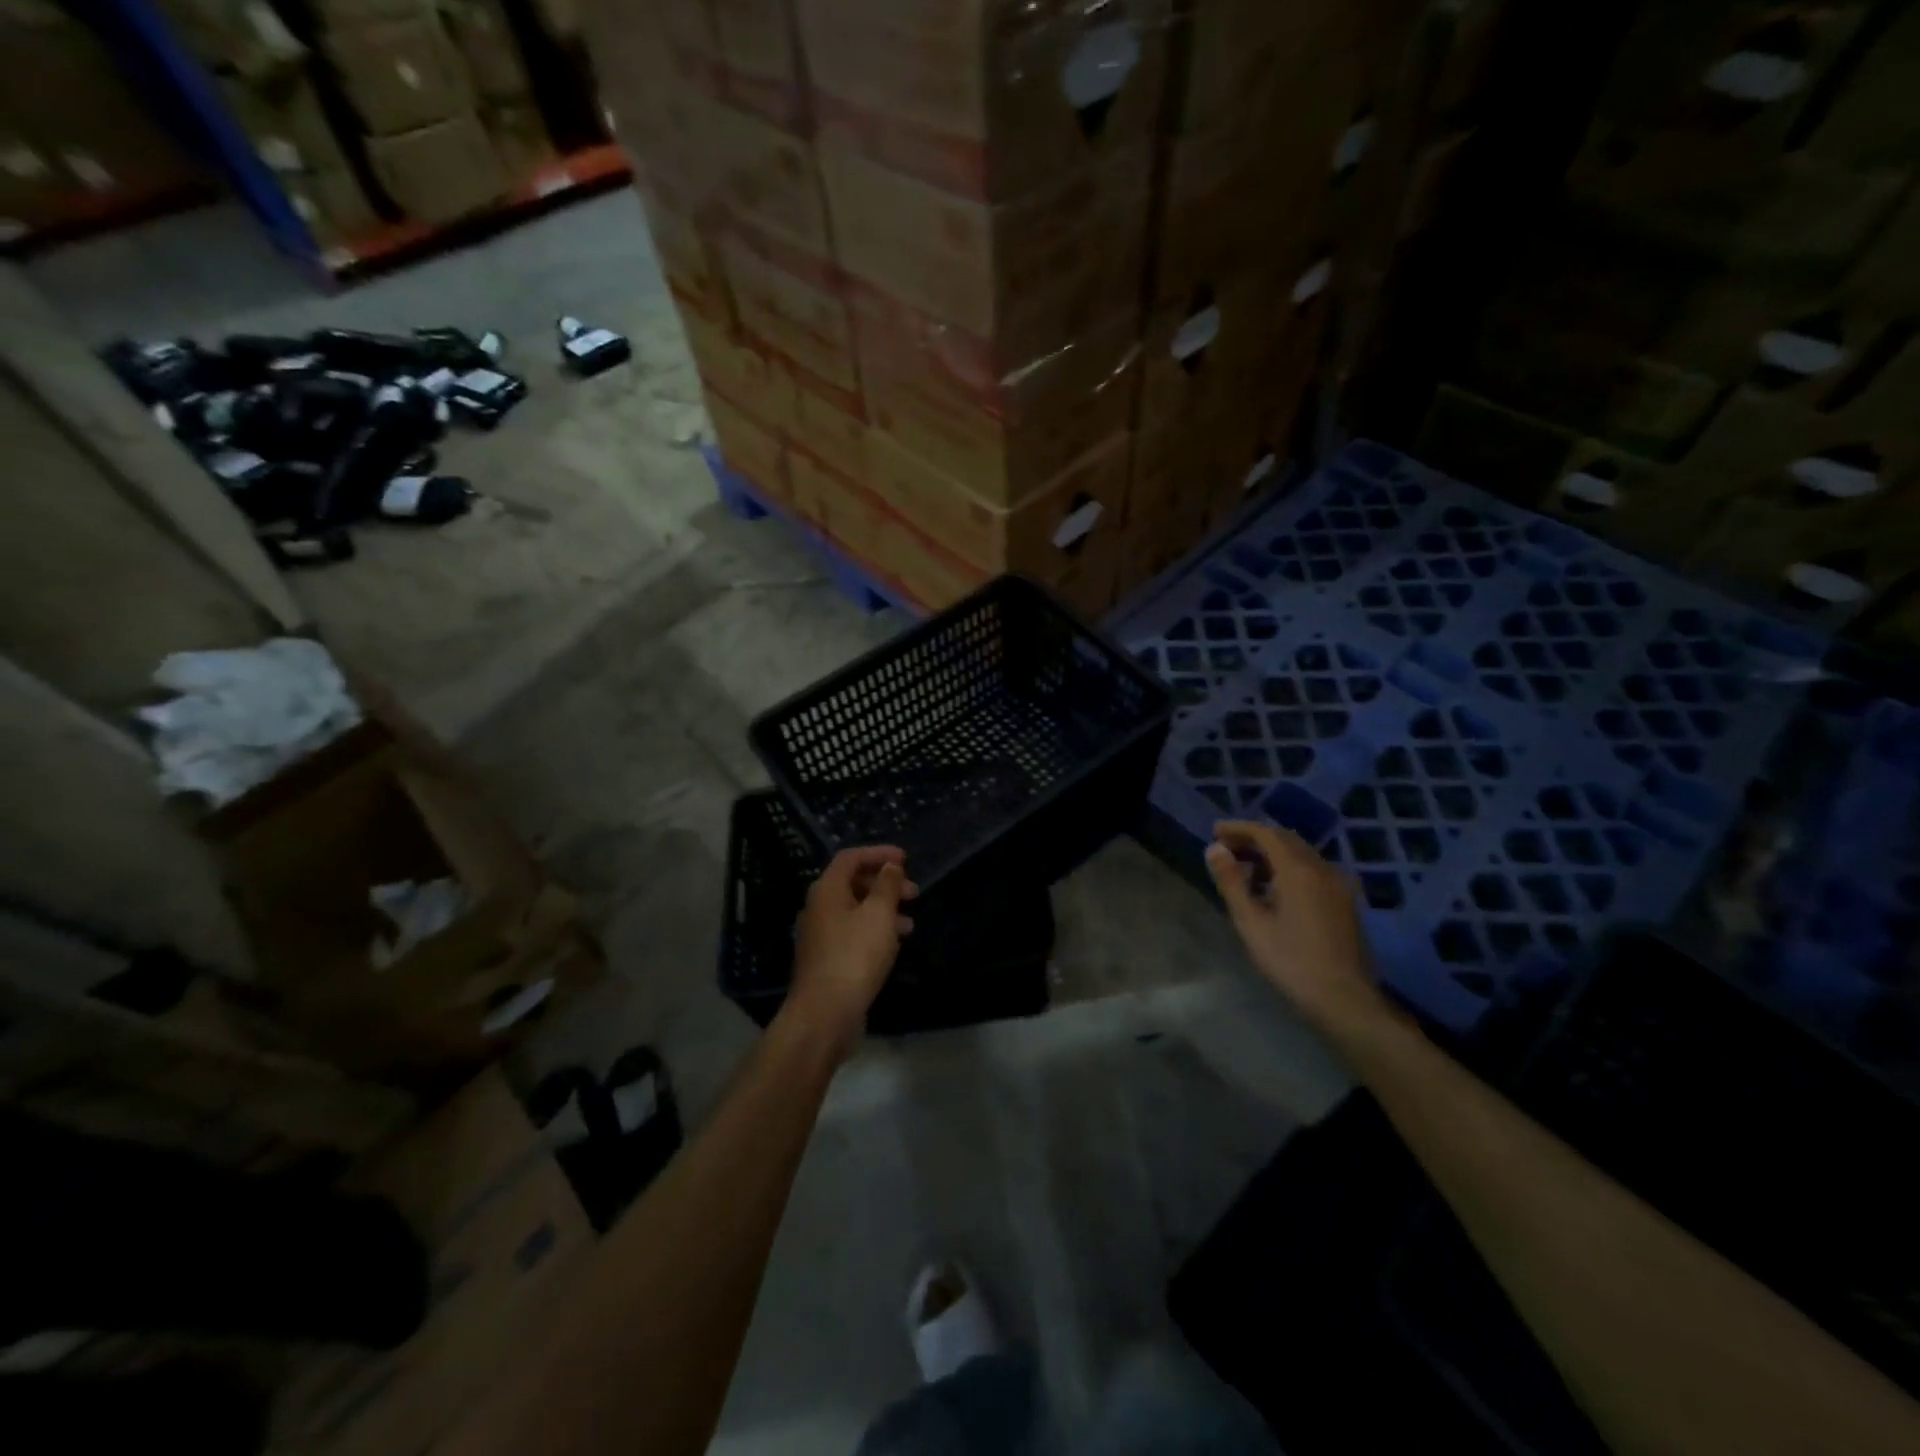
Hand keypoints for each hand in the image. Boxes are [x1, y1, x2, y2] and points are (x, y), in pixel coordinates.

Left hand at [787, 846, 916, 1050]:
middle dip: (885, 884)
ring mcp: (821, 935)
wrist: (825, 1014)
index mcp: (826, 890)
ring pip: (856, 910)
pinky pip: (854, 932)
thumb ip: (887, 886)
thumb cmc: (854, 956)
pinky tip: (894, 944)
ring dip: (884, 909)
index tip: (906, 859)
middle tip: (914, 892)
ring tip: (910, 922)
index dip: (878, 854)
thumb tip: (890, 866)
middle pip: (853, 883)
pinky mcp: (828, 958)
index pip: (851, 858)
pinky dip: (875, 930)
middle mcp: (819, 908)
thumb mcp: (879, 915)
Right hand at [1205, 820, 1388, 1034]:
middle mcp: (1322, 868)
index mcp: (1298, 870)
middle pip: (1285, 839)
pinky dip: (1289, 867)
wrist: (1344, 999)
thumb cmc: (1291, 961)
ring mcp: (1338, 884)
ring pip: (1301, 854)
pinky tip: (1274, 889)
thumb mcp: (1251, 923)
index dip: (1239, 828)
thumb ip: (1231, 882)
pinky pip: (1313, 870)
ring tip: (1245, 869)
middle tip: (1226, 848)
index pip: (1266, 833)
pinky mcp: (1344, 901)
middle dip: (1254, 838)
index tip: (1215, 832)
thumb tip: (1214, 849)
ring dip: (1272, 853)